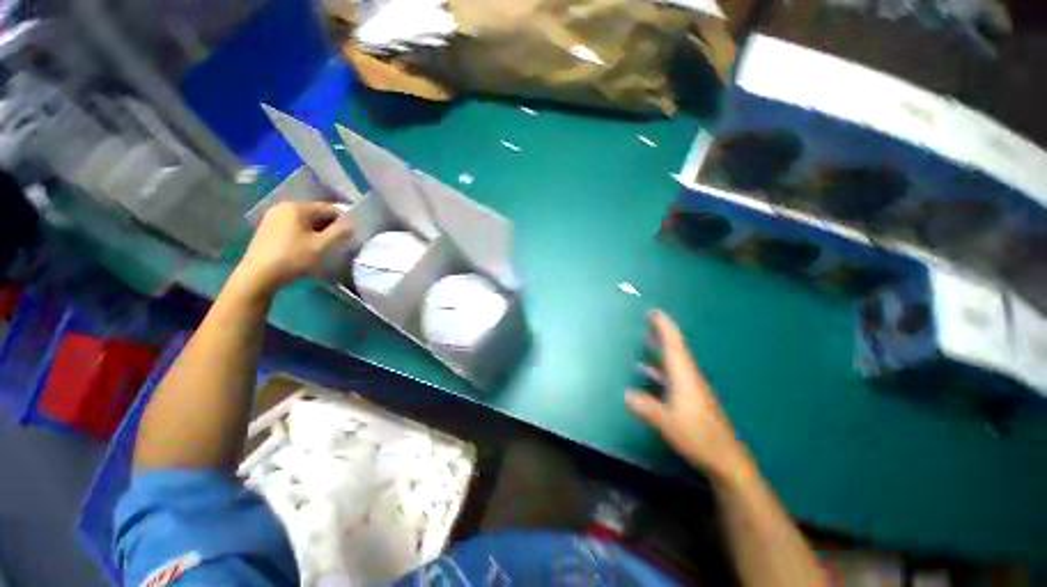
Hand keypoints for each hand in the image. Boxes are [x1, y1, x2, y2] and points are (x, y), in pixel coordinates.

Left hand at [235, 201, 351, 294]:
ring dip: (310, 234)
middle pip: (311, 215)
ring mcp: (271, 218)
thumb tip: (351, 224)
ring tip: (317, 250)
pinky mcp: (264, 231)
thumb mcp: (318, 248)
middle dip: (324, 228)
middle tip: (333, 244)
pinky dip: (297, 238)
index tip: (349, 233)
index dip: (340, 219)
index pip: (326, 208)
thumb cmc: (290, 259)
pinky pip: (287, 230)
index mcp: (297, 206)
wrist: (256, 277)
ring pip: (299, 223)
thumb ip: (338, 234)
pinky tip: (299, 253)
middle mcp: (283, 206)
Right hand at [626, 310, 752, 482]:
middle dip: (662, 338)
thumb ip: (647, 408)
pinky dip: (665, 374)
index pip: (675, 345)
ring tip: (644, 351)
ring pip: (676, 367)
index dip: (664, 328)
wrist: (722, 453)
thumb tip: (627, 394)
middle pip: (676, 352)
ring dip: (662, 357)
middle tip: (647, 324)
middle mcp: (691, 379)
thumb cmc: (695, 435)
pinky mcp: (696, 403)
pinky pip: (677, 380)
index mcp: (685, 378)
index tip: (653, 312)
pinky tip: (654, 383)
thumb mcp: (667, 423)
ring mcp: (695, 391)